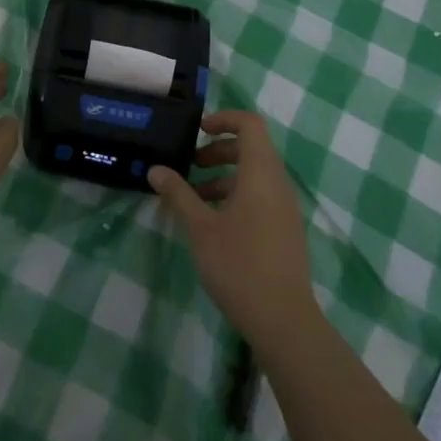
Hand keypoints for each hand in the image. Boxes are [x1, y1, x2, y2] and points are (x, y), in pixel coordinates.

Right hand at [149, 111, 317, 348]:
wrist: (283, 321)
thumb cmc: (239, 265)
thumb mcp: (200, 228)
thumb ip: (178, 194)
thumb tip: (156, 169)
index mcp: (261, 173)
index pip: (250, 124)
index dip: (224, 119)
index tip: (198, 130)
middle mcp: (278, 183)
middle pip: (251, 148)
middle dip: (218, 150)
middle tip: (190, 165)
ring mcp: (285, 208)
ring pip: (254, 175)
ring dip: (224, 176)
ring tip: (193, 197)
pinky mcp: (285, 230)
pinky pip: (260, 196)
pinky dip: (236, 195)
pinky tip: (212, 222)